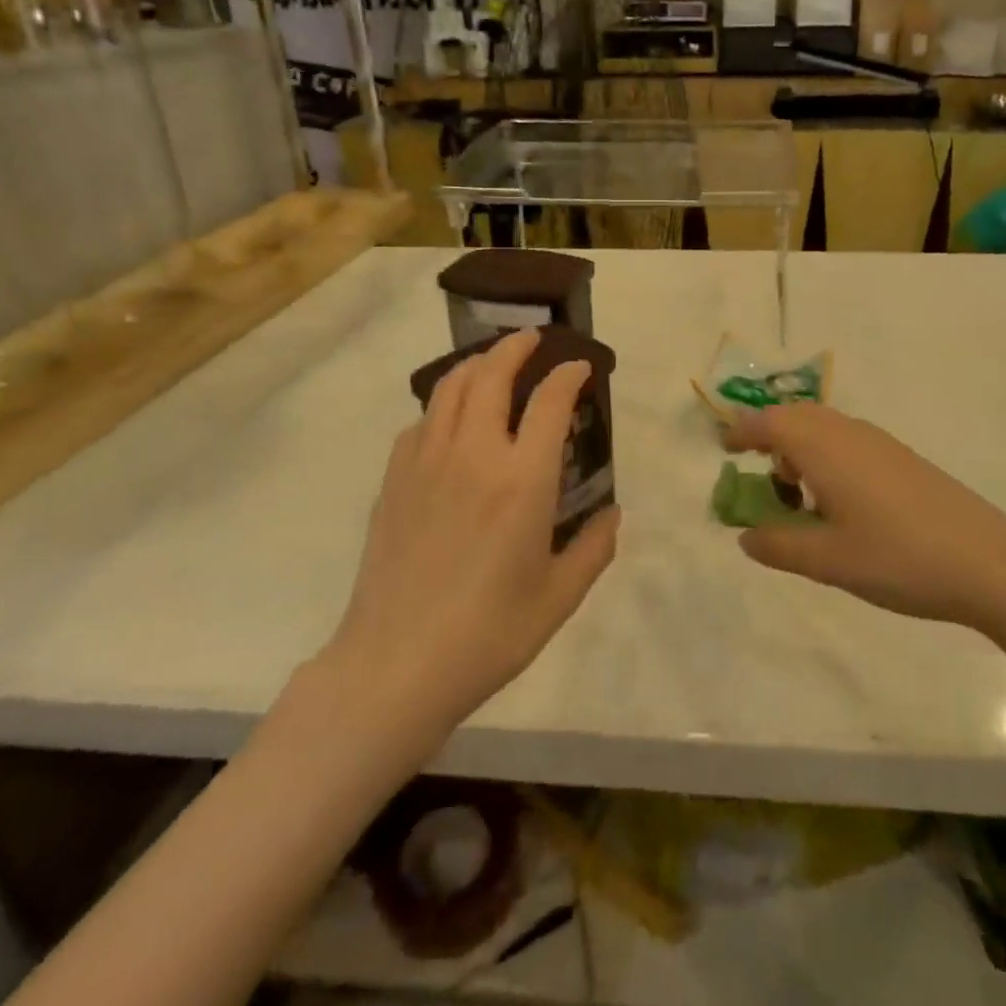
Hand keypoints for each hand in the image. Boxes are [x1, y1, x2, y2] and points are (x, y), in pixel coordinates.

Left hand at [326, 329, 619, 739]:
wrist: (396, 665)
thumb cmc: (488, 634)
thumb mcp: (559, 597)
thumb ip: (594, 548)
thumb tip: (611, 513)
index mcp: (523, 479)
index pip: (550, 401)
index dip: (568, 375)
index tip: (580, 367)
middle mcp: (475, 454)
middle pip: (492, 375)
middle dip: (516, 348)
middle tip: (532, 340)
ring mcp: (427, 462)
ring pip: (450, 388)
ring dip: (476, 365)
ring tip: (491, 363)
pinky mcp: (394, 479)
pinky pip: (422, 422)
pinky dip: (443, 406)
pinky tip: (450, 421)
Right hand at [723, 404, 1005, 628]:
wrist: (988, 561)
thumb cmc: (897, 557)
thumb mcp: (827, 560)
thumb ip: (778, 546)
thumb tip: (745, 536)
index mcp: (822, 447)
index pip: (768, 423)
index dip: (741, 433)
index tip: (724, 449)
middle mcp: (847, 432)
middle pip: (794, 417)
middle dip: (769, 438)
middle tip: (758, 478)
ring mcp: (878, 442)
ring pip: (823, 428)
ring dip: (799, 449)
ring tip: (798, 497)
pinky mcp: (901, 458)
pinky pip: (847, 441)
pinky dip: (826, 458)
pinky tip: (839, 503)